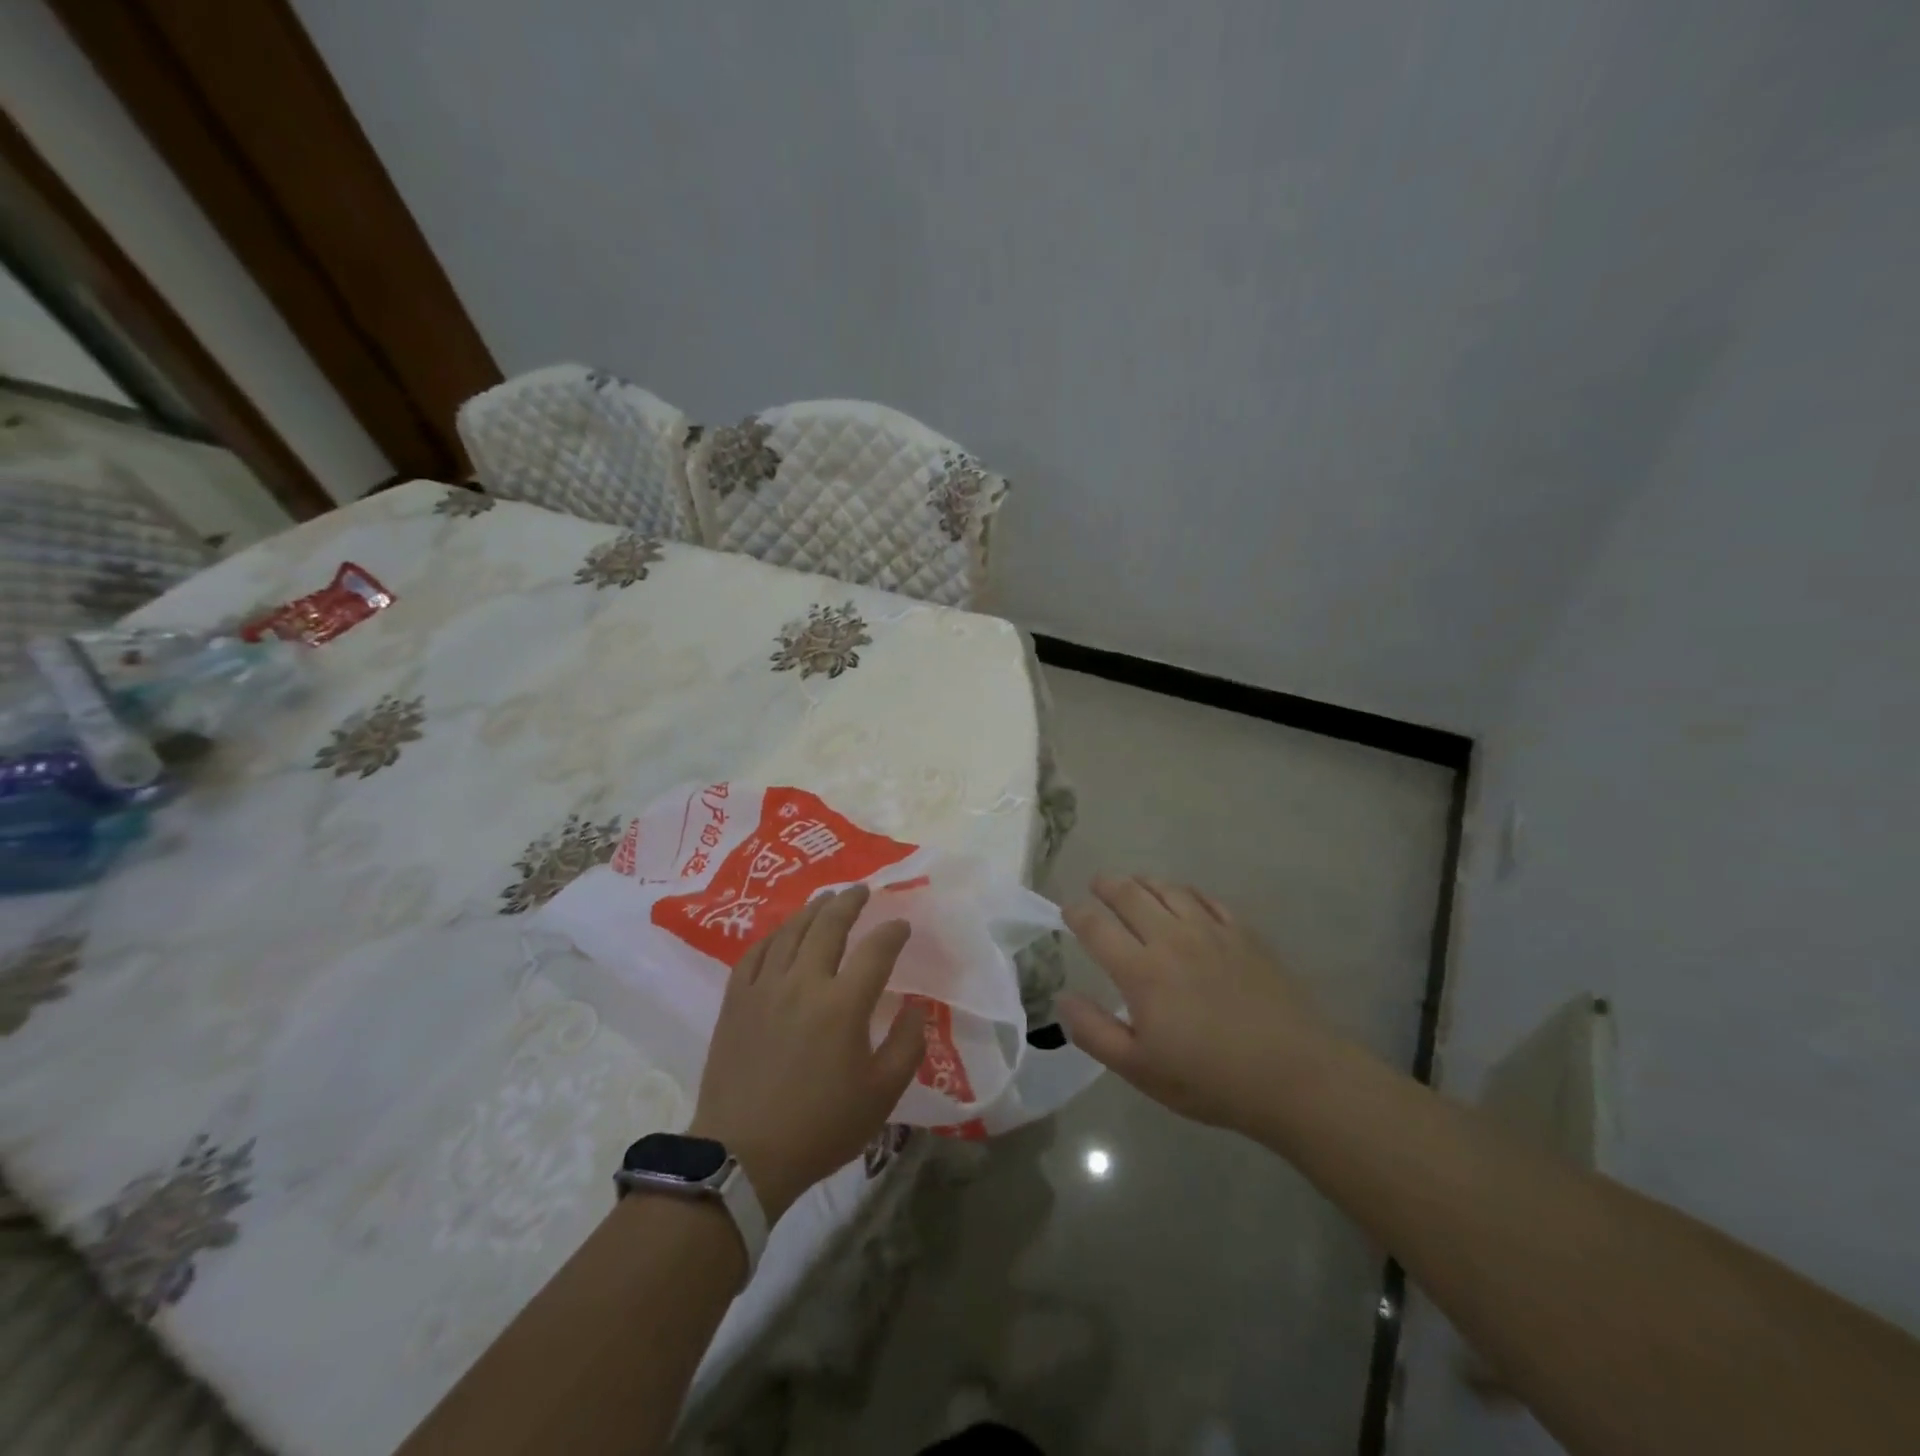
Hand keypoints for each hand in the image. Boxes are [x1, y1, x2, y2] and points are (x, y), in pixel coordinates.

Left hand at [688, 885, 926, 1221]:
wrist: (743, 1156)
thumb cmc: (820, 1127)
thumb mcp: (881, 1094)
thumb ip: (907, 1045)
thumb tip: (914, 1006)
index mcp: (843, 1004)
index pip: (875, 950)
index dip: (892, 932)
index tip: (902, 926)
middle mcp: (804, 982)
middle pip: (829, 925)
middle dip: (849, 902)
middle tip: (860, 890)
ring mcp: (765, 987)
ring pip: (791, 931)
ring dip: (812, 910)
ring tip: (825, 899)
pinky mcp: (736, 1000)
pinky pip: (755, 952)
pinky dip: (774, 935)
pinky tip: (782, 932)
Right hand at [1057, 874, 1340, 1132]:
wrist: (1293, 1074)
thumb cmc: (1209, 1079)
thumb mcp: (1140, 1069)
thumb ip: (1094, 1032)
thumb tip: (1063, 997)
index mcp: (1141, 971)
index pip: (1096, 926)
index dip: (1077, 913)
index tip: (1068, 911)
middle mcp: (1171, 939)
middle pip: (1130, 895)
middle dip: (1107, 885)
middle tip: (1097, 884)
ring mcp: (1211, 932)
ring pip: (1169, 890)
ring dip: (1144, 882)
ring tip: (1134, 883)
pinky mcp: (1244, 934)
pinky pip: (1208, 899)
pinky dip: (1187, 892)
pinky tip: (1184, 898)